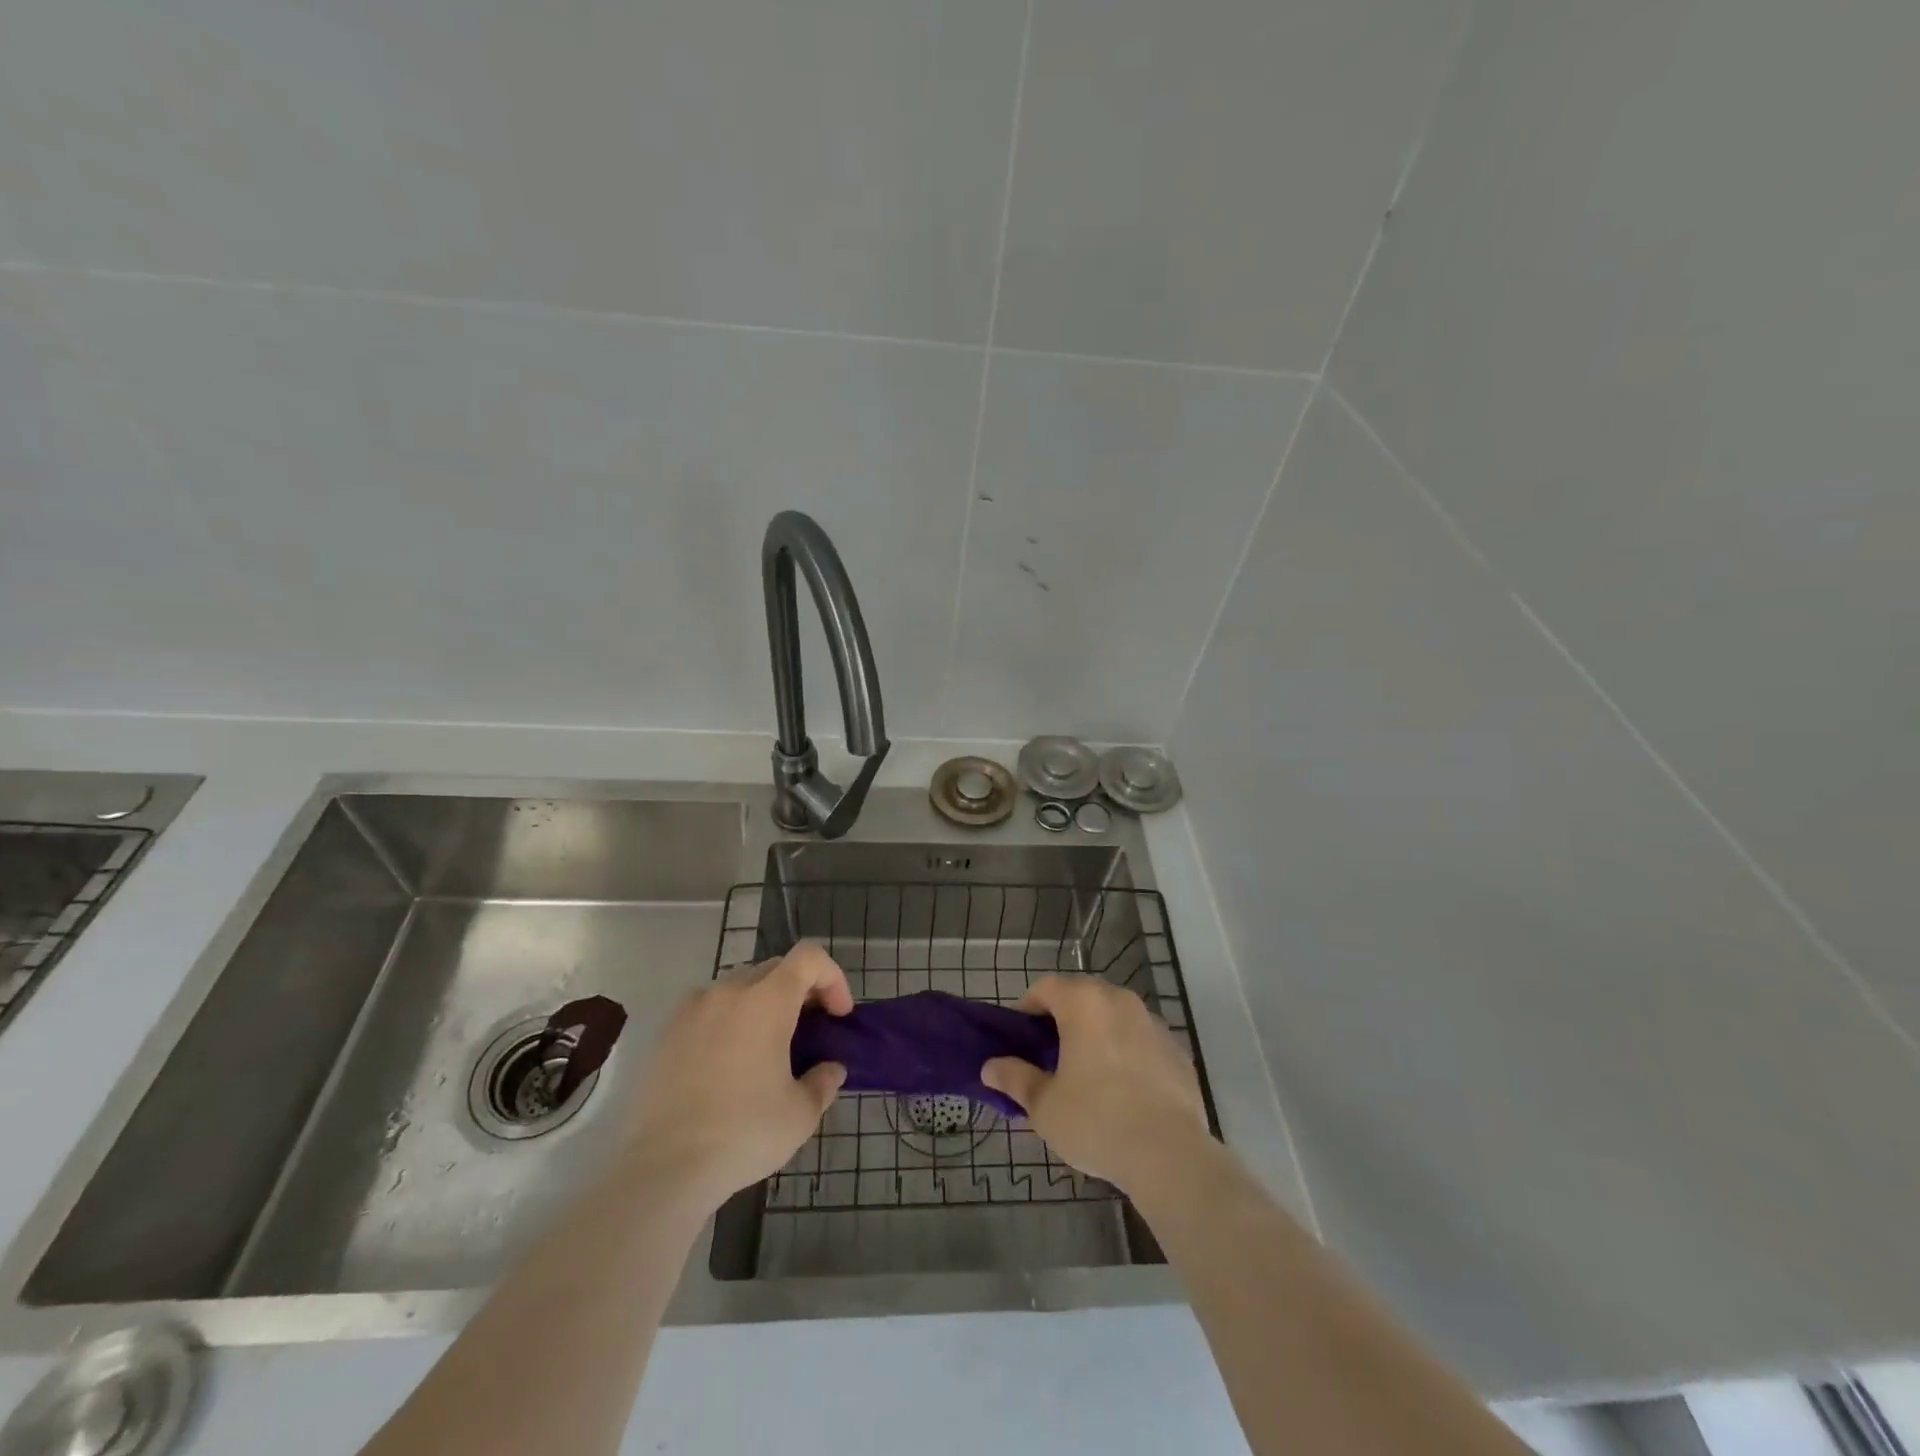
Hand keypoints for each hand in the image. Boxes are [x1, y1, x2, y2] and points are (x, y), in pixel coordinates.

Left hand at [624, 942, 851, 1212]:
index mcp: (767, 1001)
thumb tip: (830, 1068)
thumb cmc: (743, 1134)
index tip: (838, 1016)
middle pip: (775, 969)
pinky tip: (726, 1064)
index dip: (833, 978)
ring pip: (739, 987)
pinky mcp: (666, 1033)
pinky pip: (708, 1010)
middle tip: (810, 1032)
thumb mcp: (801, 1114)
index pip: (809, 958)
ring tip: (767, 1048)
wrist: (663, 1169)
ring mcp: (692, 1009)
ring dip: (763, 1004)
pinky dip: (728, 1021)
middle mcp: (728, 991)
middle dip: (801, 992)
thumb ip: (824, 1081)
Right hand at [981, 974, 1208, 1192]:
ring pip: (1114, 1017)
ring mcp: (1153, 1022)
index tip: (1020, 1040)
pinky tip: (1124, 1091)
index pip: (1045, 987)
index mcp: (1084, 1002)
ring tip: (1088, 1075)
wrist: (1170, 1156)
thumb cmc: (1096, 1121)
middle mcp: (1120, 1000)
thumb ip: (1015, 1078)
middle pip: (1082, 997)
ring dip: (1097, 1034)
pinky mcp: (1177, 1049)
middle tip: (1050, 1058)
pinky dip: (1128, 1053)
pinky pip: (1141, 1040)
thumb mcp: (1044, 1105)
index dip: (1027, 1009)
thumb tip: (990, 1067)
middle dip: (1063, 1019)